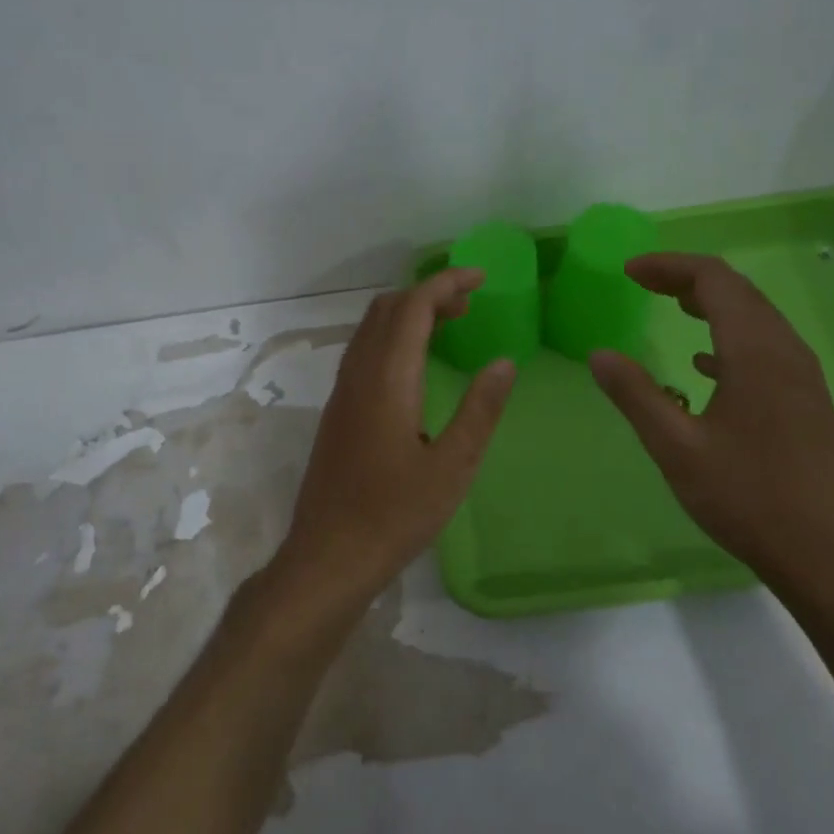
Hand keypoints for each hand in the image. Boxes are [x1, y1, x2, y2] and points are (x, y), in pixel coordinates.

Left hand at [272, 269, 516, 611]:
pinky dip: (392, 339)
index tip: (481, 278)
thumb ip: (480, 411)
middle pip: (386, 310)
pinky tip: (415, 368)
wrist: (329, 556)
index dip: (446, 284)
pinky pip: (363, 354)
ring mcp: (341, 394)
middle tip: (469, 305)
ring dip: (407, 315)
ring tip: (449, 327)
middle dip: (428, 295)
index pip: (413, 308)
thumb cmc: (395, 515)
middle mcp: (358, 376)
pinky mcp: (337, 413)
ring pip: (370, 330)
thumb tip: (504, 363)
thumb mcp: (453, 467)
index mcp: (387, 381)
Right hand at [589, 252, 833, 599]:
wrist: (827, 552)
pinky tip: (705, 366)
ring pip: (756, 318)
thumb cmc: (747, 497)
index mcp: (755, 352)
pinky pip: (766, 348)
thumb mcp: (677, 448)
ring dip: (712, 305)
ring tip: (672, 307)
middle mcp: (786, 351)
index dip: (669, 267)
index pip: (714, 280)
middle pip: (738, 292)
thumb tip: (599, 354)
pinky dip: (730, 339)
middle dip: (688, 279)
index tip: (628, 272)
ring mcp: (803, 377)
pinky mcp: (808, 401)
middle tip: (643, 283)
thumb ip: (635, 395)